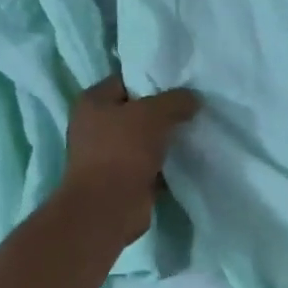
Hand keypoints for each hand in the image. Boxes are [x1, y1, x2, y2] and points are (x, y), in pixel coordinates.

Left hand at [60, 74, 199, 245]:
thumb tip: (192, 99)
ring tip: (194, 131)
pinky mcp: (120, 178)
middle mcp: (94, 125)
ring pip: (144, 138)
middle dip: (164, 111)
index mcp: (93, 101)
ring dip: (166, 139)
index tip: (183, 85)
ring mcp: (106, 154)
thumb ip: (176, 100)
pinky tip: (187, 158)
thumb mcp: (155, 114)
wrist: (108, 208)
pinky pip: (149, 163)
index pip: (126, 79)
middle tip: (193, 108)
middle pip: (136, 110)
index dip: (154, 79)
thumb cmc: (123, 151)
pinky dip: (165, 162)